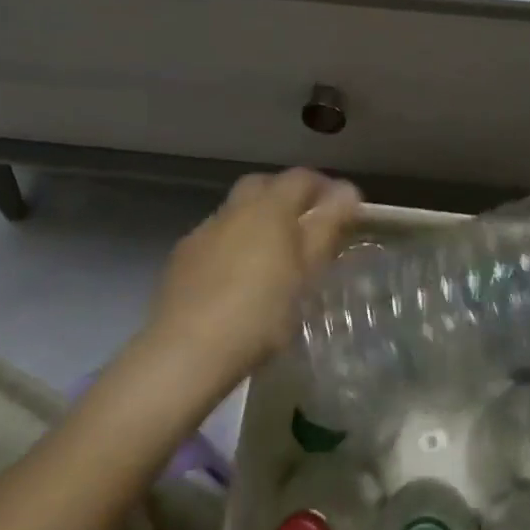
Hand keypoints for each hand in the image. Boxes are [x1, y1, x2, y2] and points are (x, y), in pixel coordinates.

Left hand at [147, 169, 361, 387]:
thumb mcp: (307, 271)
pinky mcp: (182, 258)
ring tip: (273, 255)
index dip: (324, 187)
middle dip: (287, 196)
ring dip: (257, 221)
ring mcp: (204, 232)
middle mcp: (234, 209)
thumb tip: (347, 190)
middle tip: (306, 227)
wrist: (186, 351)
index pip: (301, 178)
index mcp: (269, 207)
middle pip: (264, 185)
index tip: (342, 210)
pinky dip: (233, 244)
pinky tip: (237, 277)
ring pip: (237, 211)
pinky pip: (216, 237)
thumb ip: (327, 226)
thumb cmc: (261, 311)